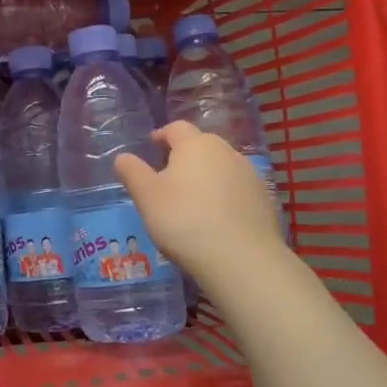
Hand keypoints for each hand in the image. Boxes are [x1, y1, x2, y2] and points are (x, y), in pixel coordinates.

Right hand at [115, 123, 288, 288]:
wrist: (241, 258)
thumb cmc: (184, 221)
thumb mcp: (147, 197)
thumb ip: (132, 172)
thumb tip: (122, 157)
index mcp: (196, 145)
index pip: (176, 128)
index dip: (162, 135)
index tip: (152, 146)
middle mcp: (226, 151)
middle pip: (202, 145)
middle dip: (184, 157)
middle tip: (168, 178)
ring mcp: (250, 174)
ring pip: (221, 167)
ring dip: (206, 177)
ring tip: (192, 202)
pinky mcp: (264, 199)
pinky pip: (237, 189)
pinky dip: (224, 196)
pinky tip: (216, 219)